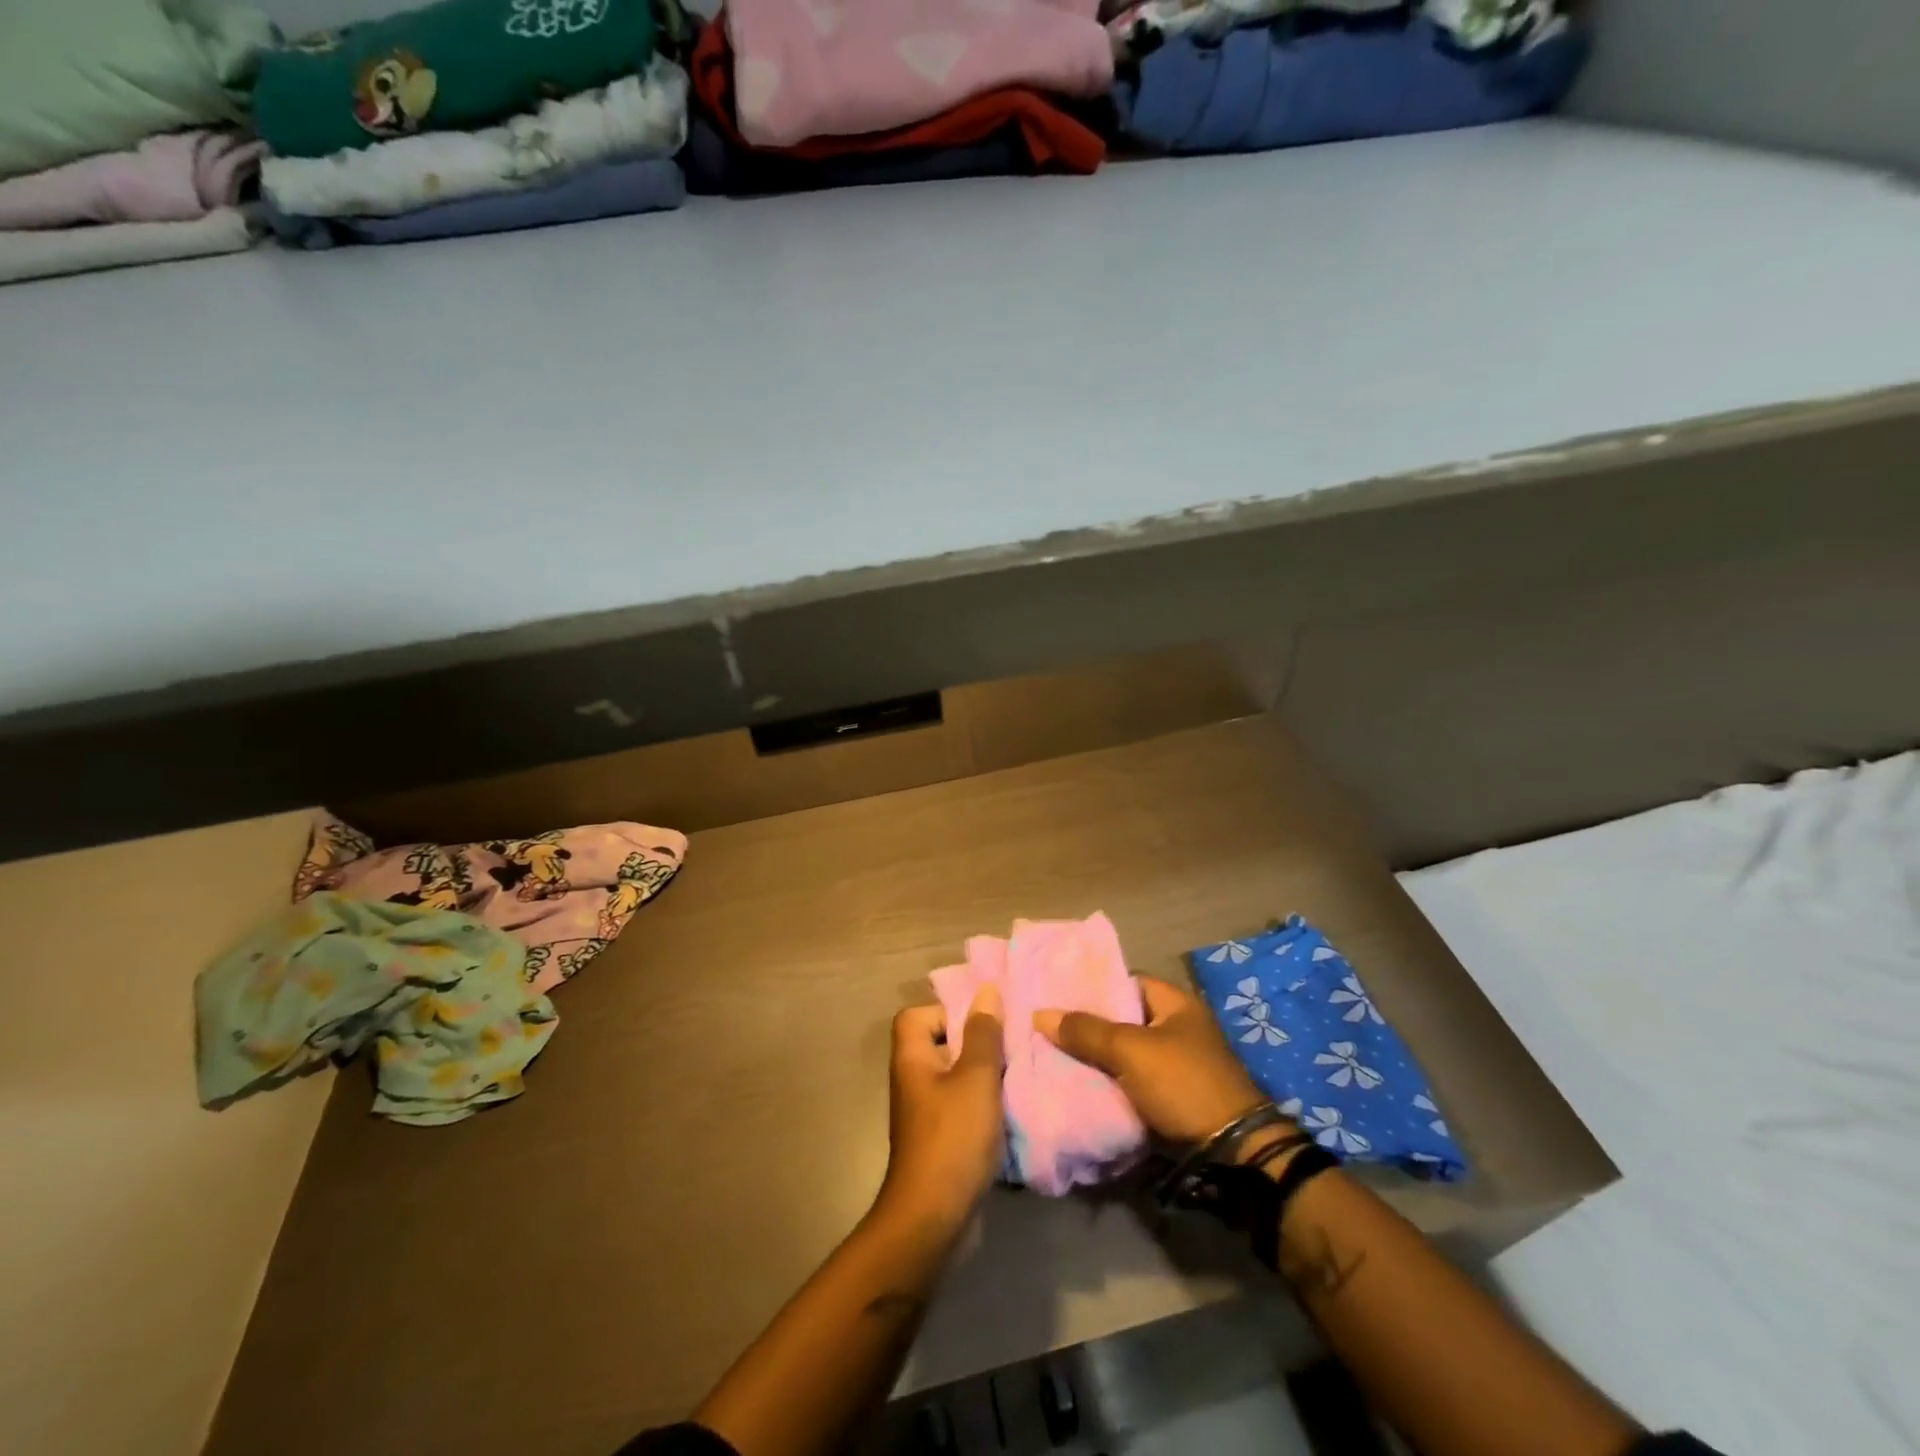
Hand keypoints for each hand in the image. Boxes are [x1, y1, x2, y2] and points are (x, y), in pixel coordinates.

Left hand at [878, 984, 1005, 1231]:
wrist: (933, 1220)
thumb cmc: (952, 1139)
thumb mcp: (975, 1078)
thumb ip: (983, 1034)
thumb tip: (986, 991)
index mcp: (912, 1058)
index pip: (917, 1015)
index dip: (947, 1011)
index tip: (982, 1024)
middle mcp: (913, 1080)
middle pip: (940, 1043)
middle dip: (976, 1042)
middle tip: (1010, 1046)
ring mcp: (925, 1113)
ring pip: (956, 1076)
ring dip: (984, 1075)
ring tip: (1016, 1076)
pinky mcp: (940, 1139)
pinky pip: (962, 1106)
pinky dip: (983, 1105)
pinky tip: (1010, 1111)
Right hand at [1035, 975, 1266, 1146]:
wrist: (1230, 1153)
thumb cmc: (1183, 1084)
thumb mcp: (1131, 1051)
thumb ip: (1087, 1031)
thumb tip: (1040, 1014)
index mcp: (1176, 1004)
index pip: (1127, 981)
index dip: (1094, 985)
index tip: (1059, 992)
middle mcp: (1177, 1028)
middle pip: (1122, 1019)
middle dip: (1088, 1025)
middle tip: (1049, 1025)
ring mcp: (1175, 1065)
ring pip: (1123, 1054)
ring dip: (1095, 1057)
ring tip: (1053, 1053)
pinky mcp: (1170, 1098)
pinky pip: (1130, 1082)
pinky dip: (1108, 1083)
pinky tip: (1077, 1084)